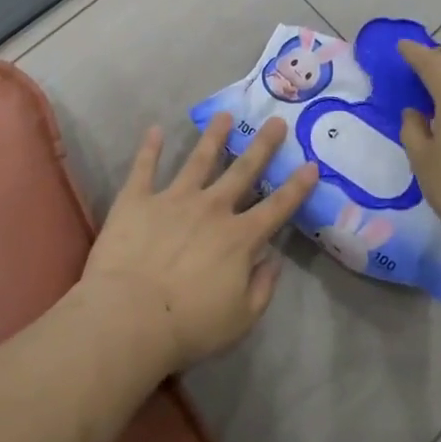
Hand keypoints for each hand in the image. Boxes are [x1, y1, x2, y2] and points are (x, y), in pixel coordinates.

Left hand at [78, 114, 317, 374]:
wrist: (129, 318)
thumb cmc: (189, 326)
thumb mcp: (241, 319)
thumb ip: (262, 287)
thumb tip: (274, 259)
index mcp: (240, 238)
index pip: (277, 207)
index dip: (297, 187)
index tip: (311, 165)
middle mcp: (212, 209)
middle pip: (243, 171)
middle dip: (263, 146)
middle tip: (276, 122)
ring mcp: (173, 199)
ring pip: (199, 159)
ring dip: (214, 136)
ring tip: (225, 115)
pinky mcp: (137, 200)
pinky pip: (144, 167)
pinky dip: (149, 148)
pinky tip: (154, 129)